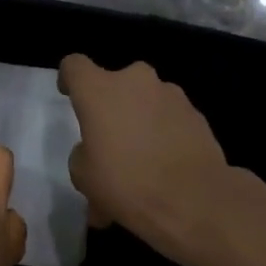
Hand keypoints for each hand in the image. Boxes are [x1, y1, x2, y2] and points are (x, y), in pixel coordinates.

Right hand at [58, 55, 231, 257]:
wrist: (193, 200)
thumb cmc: (126, 183)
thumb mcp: (83, 176)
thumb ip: (83, 153)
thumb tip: (95, 150)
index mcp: (100, 91)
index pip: (75, 65)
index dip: (69, 79)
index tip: (70, 96)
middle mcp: (136, 82)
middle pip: (115, 85)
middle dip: (111, 108)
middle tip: (108, 144)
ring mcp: (171, 95)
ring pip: (145, 104)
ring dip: (138, 126)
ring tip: (138, 168)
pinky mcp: (197, 115)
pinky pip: (168, 121)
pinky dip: (162, 139)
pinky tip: (162, 172)